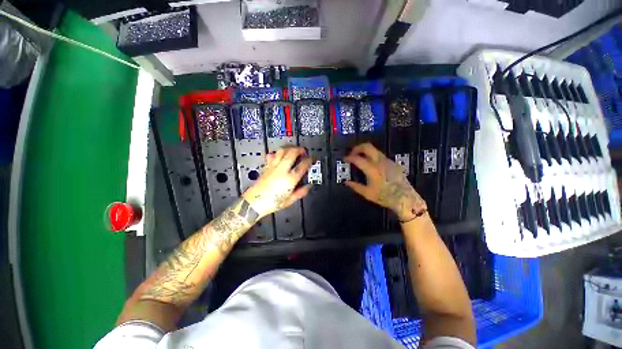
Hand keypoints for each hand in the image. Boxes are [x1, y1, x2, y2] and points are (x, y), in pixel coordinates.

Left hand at [243, 146, 311, 218]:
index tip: (312, 159)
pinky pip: (273, 155)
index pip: (303, 165)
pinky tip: (280, 154)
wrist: (254, 203)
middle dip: (300, 149)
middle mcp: (282, 170)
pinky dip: (278, 153)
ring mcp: (273, 167)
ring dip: (290, 148)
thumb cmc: (272, 203)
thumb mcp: (289, 201)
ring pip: (282, 151)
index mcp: (290, 179)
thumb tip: (308, 187)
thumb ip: (301, 192)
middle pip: (292, 153)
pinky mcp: (267, 167)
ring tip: (294, 150)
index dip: (309, 160)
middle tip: (304, 151)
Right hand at [344, 143, 427, 221]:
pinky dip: (372, 156)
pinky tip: (371, 165)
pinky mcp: (393, 163)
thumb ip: (356, 186)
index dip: (349, 157)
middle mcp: (380, 162)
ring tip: (360, 158)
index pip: (358, 158)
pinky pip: (380, 155)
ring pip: (374, 150)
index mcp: (372, 170)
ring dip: (365, 151)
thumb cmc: (385, 197)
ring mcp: (388, 161)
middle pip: (367, 147)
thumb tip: (346, 182)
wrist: (405, 198)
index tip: (345, 158)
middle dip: (357, 148)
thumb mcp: (368, 194)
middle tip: (352, 153)